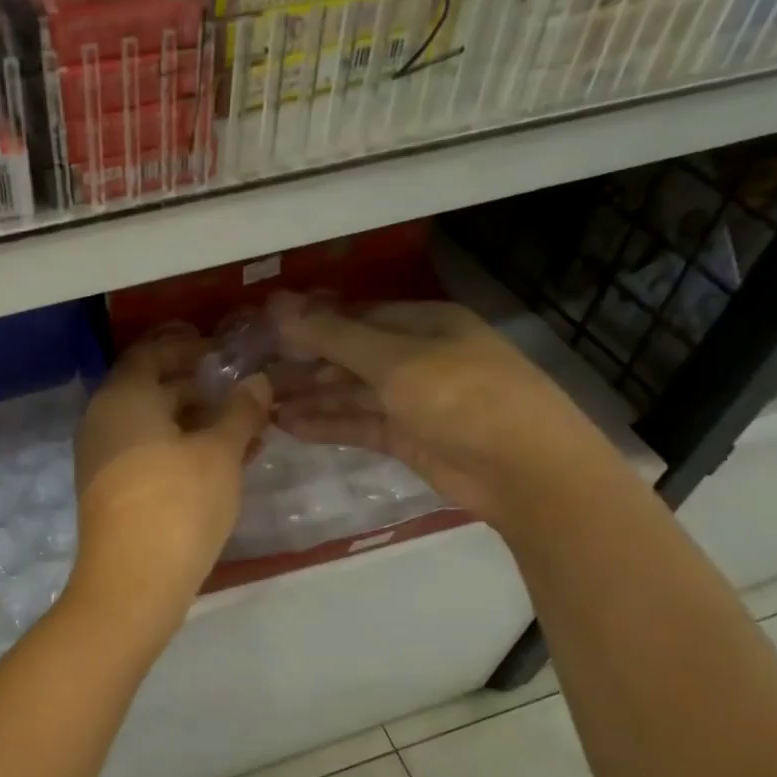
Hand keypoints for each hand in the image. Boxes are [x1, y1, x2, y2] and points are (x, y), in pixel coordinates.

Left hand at [70, 326, 271, 616]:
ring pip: (152, 425)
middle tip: (240, 392)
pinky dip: (179, 449)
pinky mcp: (108, 489)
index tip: (221, 351)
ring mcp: (101, 456)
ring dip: (194, 423)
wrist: (132, 581)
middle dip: (197, 388)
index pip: (151, 352)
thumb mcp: (220, 453)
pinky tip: (220, 464)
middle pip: (151, 388)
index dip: (187, 347)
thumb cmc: (178, 502)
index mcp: (123, 396)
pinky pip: (146, 453)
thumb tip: (257, 382)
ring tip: (243, 431)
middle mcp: (103, 418)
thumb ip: (240, 412)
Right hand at [266, 292, 614, 526]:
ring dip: (309, 397)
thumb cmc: (461, 397)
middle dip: (303, 363)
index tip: (263, 331)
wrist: (525, 471)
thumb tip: (277, 305)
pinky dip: (327, 424)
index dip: (309, 322)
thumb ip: (333, 336)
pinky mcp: (408, 439)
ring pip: (350, 393)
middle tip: (251, 373)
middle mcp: (417, 356)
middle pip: (349, 355)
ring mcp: (413, 400)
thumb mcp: (394, 360)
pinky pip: (359, 424)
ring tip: (260, 403)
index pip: (355, 315)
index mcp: (424, 323)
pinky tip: (288, 426)